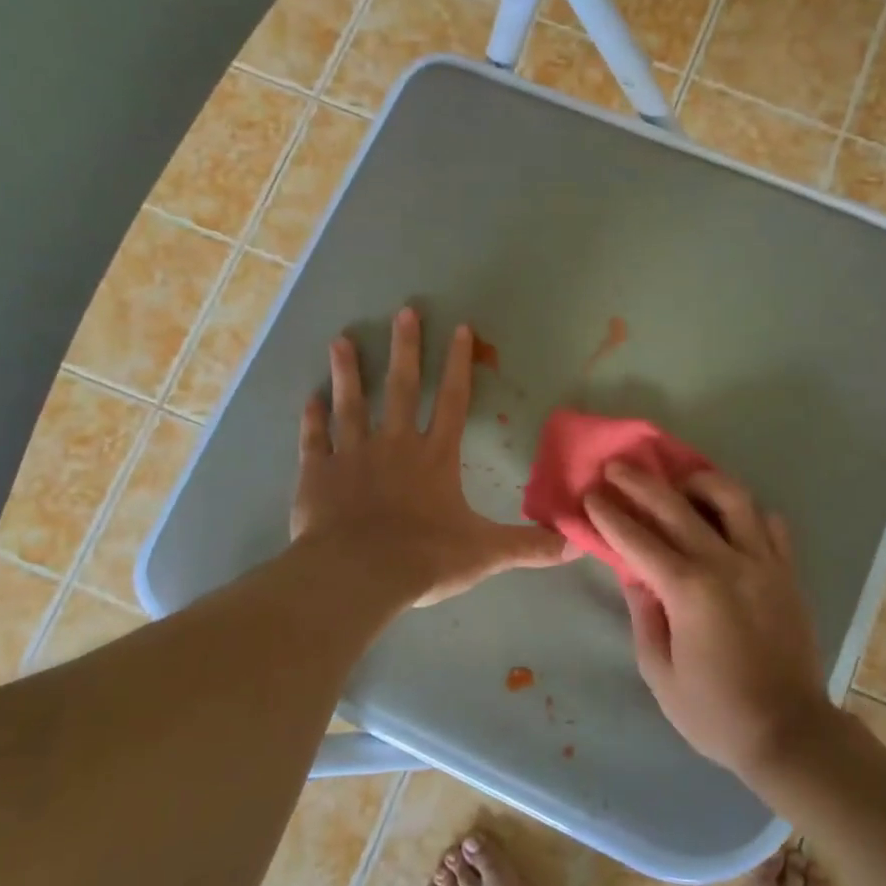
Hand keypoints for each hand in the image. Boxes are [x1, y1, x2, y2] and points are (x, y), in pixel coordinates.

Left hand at [292, 306, 564, 607]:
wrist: (358, 575)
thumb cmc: (425, 558)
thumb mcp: (485, 553)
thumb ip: (529, 546)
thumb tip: (577, 545)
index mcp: (435, 457)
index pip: (452, 401)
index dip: (458, 364)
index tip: (459, 328)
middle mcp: (395, 445)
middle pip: (401, 388)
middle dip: (405, 348)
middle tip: (404, 311)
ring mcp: (352, 455)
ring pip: (351, 404)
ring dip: (348, 372)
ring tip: (342, 340)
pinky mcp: (317, 473)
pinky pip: (314, 439)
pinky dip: (311, 418)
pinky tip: (309, 398)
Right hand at [584, 463, 836, 778]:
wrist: (789, 732)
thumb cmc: (714, 712)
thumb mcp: (660, 672)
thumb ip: (644, 614)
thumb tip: (635, 574)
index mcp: (689, 591)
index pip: (638, 539)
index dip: (610, 514)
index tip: (591, 494)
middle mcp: (726, 563)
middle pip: (676, 505)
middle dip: (640, 482)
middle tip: (617, 466)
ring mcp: (763, 562)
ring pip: (732, 497)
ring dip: (699, 481)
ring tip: (681, 484)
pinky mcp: (787, 571)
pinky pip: (770, 523)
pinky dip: (746, 513)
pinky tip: (729, 519)